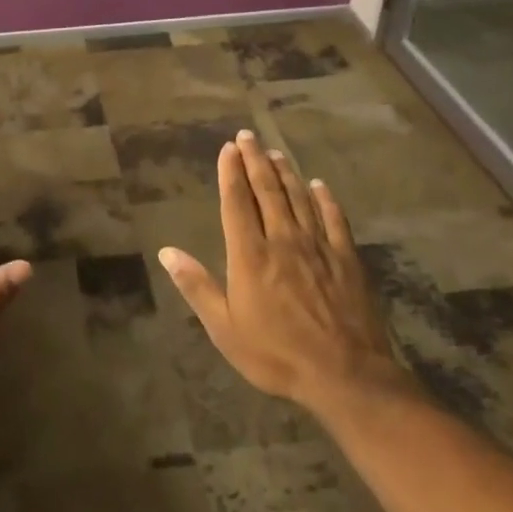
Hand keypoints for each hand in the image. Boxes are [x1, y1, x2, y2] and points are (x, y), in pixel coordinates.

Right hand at [159, 130, 409, 413]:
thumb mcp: (224, 328)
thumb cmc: (276, 354)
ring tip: (275, 152)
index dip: (231, 173)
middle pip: (267, 191)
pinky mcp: (346, 259)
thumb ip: (196, 286)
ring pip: (299, 198)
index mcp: (250, 255)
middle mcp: (282, 240)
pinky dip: (325, 199)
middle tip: (248, 136)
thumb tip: (166, 252)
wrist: (346, 375)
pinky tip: (320, 186)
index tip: (228, 148)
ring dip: (285, 173)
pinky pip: (334, 220)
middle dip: (255, 161)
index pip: (236, 202)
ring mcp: (317, 247)